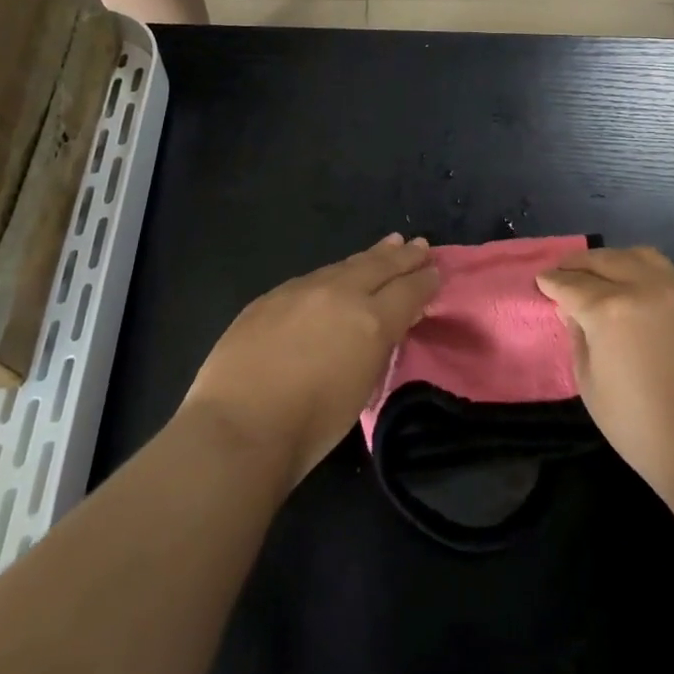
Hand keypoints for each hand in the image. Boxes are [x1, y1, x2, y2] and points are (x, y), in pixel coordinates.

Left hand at [181, 235, 439, 486]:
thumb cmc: (309, 427)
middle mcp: (340, 294)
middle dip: (403, 257)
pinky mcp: (271, 296)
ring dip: (371, 256)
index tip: (435, 272)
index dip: (424, 281)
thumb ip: (376, 349)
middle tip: (420, 245)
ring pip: (345, 265)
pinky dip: (334, 273)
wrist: (238, 426)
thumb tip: (384, 327)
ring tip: (389, 245)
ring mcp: (302, 290)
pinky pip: (313, 278)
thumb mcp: (361, 389)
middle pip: (380, 266)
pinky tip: (337, 274)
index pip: (408, 291)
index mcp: (371, 321)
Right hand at [537, 246, 673, 503]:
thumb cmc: (644, 430)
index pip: (572, 284)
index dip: (552, 282)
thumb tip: (574, 312)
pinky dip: (644, 273)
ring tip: (602, 272)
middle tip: (564, 271)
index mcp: (610, 310)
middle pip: (605, 260)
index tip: (541, 280)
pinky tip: (638, 290)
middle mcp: (645, 288)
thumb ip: (579, 340)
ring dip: (614, 259)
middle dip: (579, 263)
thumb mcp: (591, 388)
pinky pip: (667, 275)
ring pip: (640, 256)